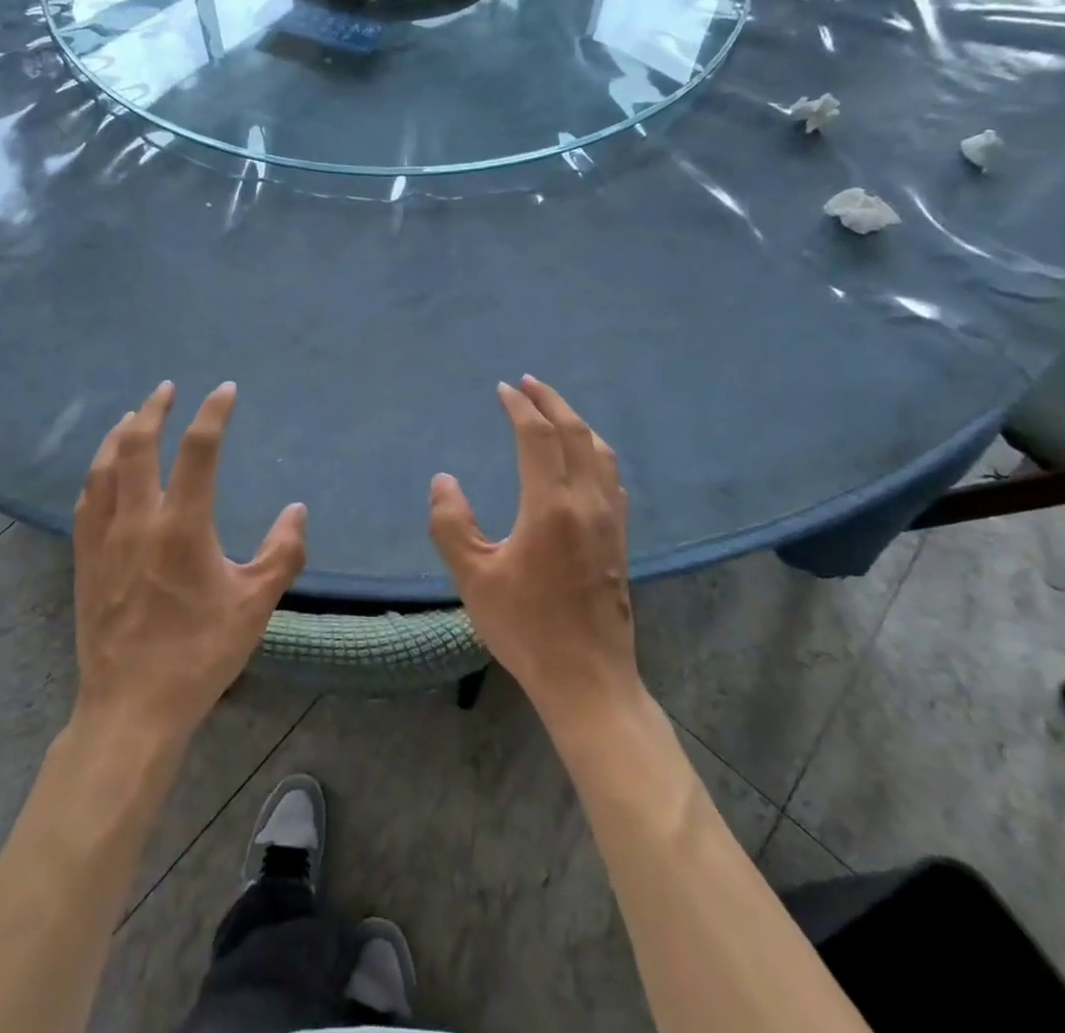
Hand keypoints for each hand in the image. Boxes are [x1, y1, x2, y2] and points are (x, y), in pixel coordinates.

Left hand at [71, 381, 306, 742]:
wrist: (131, 707)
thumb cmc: (198, 654)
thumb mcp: (255, 606)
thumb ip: (283, 553)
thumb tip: (296, 510)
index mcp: (181, 526)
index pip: (198, 450)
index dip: (213, 413)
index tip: (225, 390)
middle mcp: (137, 520)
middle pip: (138, 446)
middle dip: (153, 409)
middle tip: (167, 389)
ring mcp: (104, 538)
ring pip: (104, 467)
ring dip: (120, 434)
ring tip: (133, 416)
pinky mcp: (85, 560)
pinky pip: (86, 500)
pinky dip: (97, 471)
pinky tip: (103, 471)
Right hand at [428, 376, 638, 725]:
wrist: (588, 681)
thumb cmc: (526, 628)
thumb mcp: (473, 578)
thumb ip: (451, 524)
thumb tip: (444, 480)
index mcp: (551, 507)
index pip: (538, 437)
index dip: (519, 408)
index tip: (503, 389)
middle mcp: (588, 503)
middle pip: (575, 434)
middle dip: (551, 402)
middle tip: (528, 383)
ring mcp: (610, 521)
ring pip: (600, 453)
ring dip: (576, 423)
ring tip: (555, 412)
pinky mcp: (620, 541)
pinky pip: (612, 478)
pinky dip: (595, 453)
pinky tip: (586, 462)